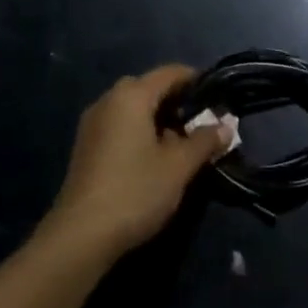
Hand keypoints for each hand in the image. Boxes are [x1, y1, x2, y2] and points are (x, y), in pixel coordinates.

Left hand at [45, 65, 228, 257]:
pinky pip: (119, 124)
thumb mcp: (179, 167)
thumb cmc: (135, 191)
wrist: (81, 235)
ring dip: (158, 118)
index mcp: (131, 96)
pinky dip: (140, 130)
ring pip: (132, 108)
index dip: (195, 79)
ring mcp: (93, 123)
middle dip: (177, 101)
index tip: (217, 95)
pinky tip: (154, 157)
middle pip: (149, 88)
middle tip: (202, 122)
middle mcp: (108, 100)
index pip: (169, 73)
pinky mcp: (86, 145)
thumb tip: (226, 126)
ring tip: (182, 143)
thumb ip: (204, 141)